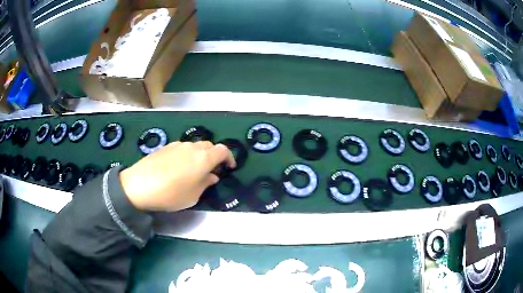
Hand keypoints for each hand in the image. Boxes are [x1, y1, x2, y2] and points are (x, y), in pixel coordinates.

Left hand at [119, 141, 235, 210]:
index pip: (223, 150)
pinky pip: (182, 148)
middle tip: (212, 170)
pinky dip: (187, 155)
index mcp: (204, 158)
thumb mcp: (193, 196)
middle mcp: (192, 147)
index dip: (229, 158)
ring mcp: (178, 145)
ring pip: (195, 146)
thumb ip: (206, 183)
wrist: (139, 185)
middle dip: (215, 156)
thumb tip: (212, 176)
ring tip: (194, 169)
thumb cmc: (171, 194)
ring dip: (200, 155)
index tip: (229, 168)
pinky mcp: (165, 147)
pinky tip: (179, 167)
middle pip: (210, 146)